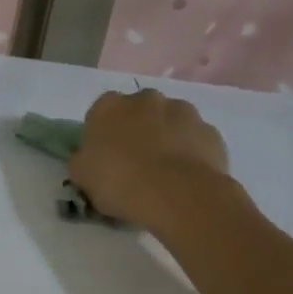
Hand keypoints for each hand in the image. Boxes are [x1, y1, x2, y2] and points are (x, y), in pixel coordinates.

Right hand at [67, 89, 231, 234]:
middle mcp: (146, 99)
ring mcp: (183, 111)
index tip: (104, 159)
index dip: (102, 136)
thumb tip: (89, 159)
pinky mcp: (211, 131)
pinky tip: (185, 179)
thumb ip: (83, 160)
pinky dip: (190, 154)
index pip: (100, 113)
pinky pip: (194, 141)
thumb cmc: (120, 181)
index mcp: (109, 105)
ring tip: (163, 174)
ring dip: (165, 139)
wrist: (178, 194)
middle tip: (133, 165)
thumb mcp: (82, 176)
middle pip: (137, 112)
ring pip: (169, 123)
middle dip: (136, 131)